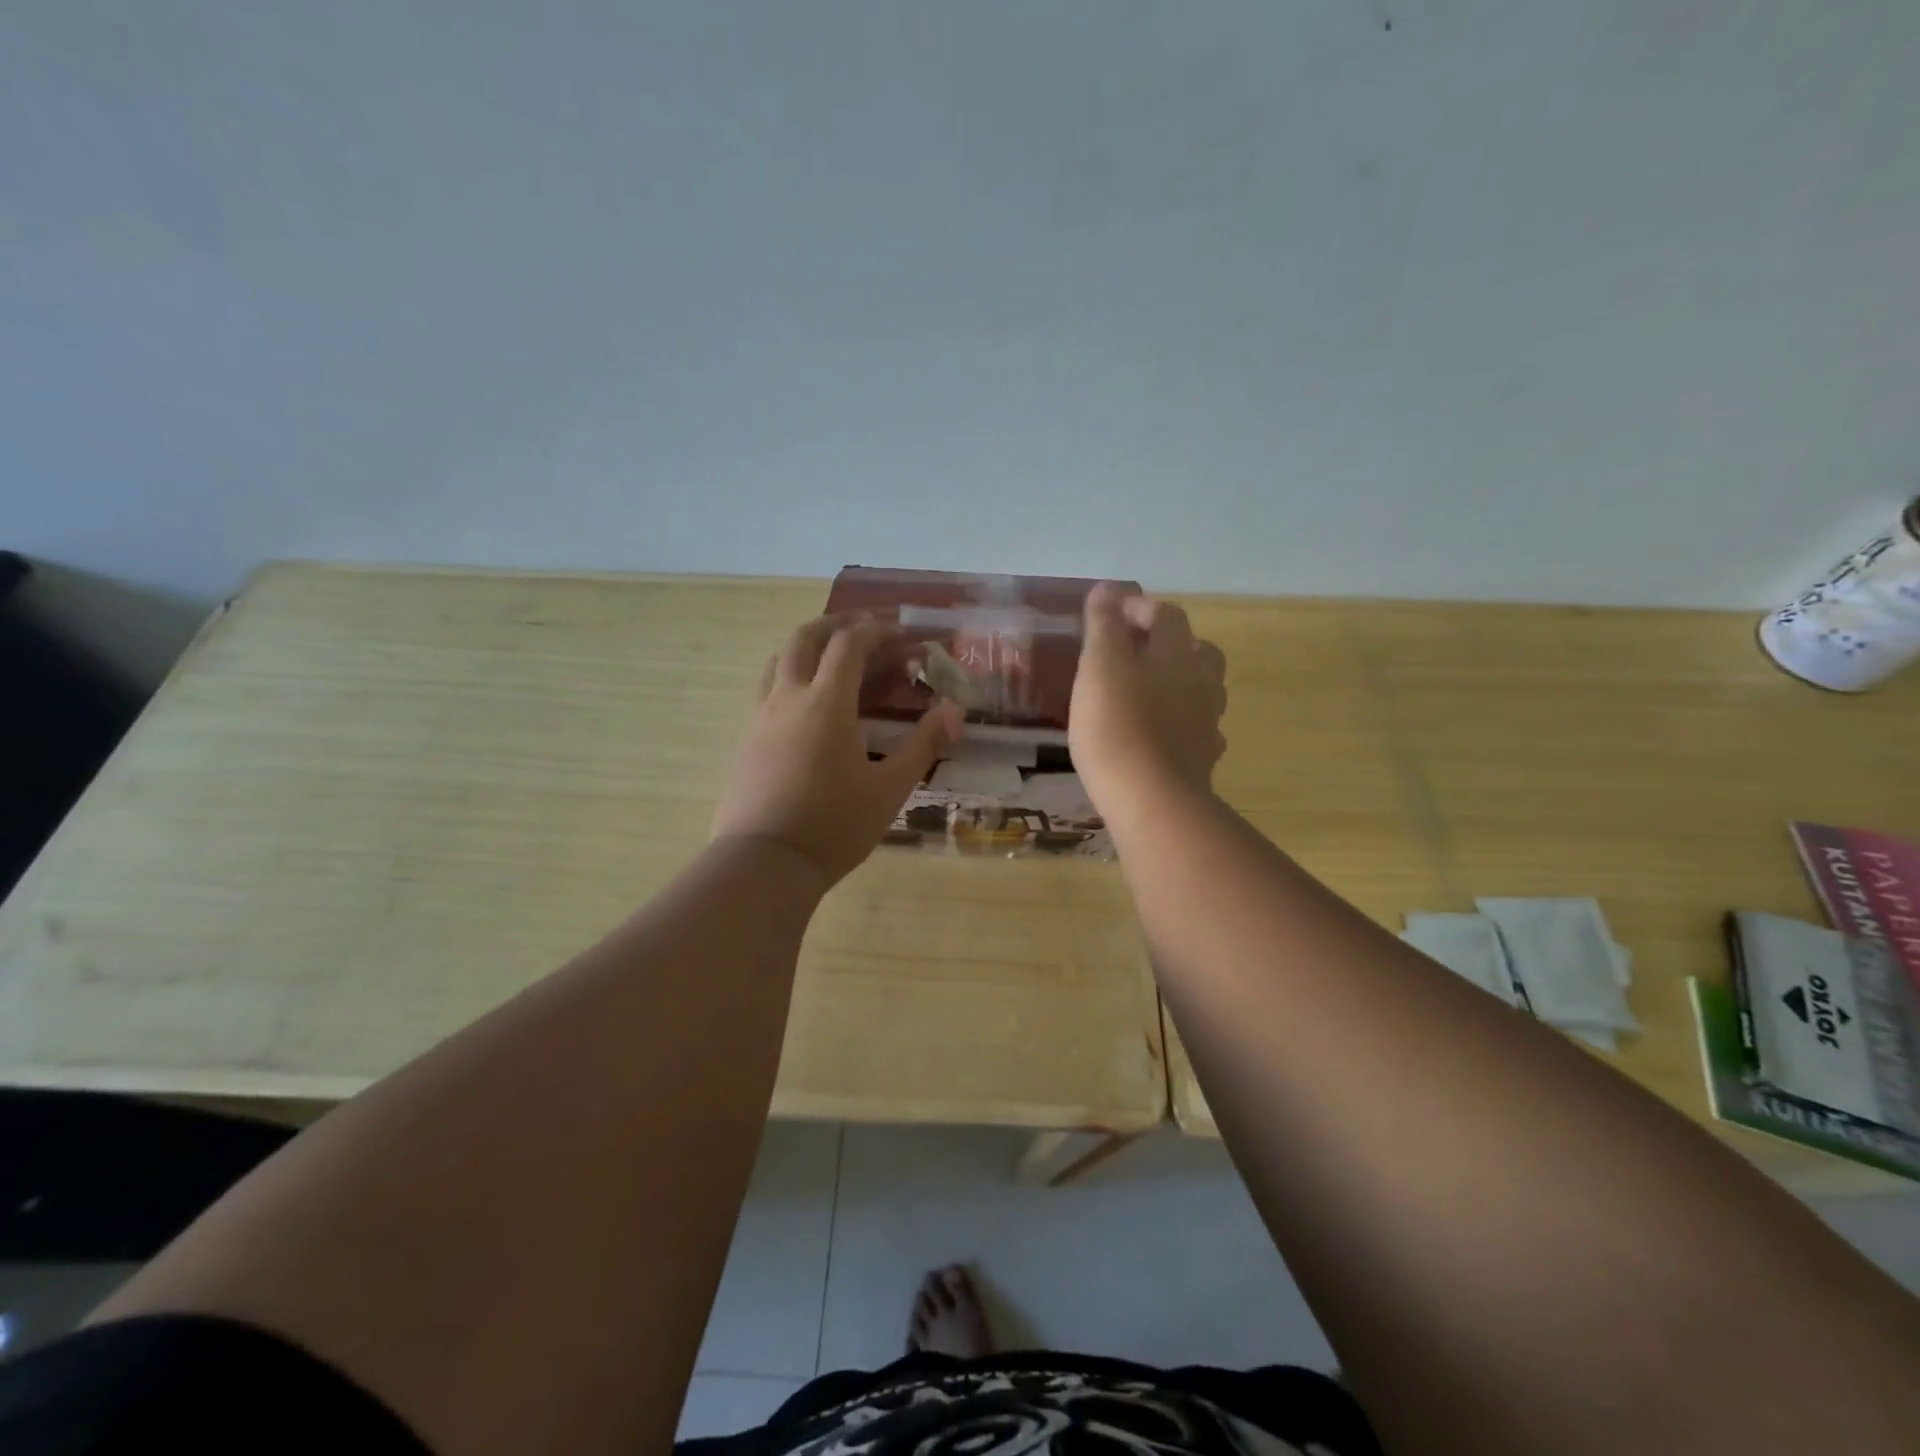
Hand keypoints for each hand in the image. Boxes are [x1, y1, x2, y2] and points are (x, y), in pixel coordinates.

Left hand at [712, 615, 961, 887]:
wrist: (764, 863)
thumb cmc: (834, 826)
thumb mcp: (890, 789)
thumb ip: (923, 745)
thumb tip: (955, 711)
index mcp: (826, 704)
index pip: (849, 644)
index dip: (876, 631)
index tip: (900, 636)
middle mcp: (788, 698)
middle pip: (805, 637)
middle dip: (837, 625)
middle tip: (864, 630)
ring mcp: (760, 717)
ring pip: (779, 659)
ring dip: (808, 646)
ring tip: (833, 660)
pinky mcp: (746, 739)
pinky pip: (767, 689)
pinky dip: (790, 676)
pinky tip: (807, 705)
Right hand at [1069, 584, 1226, 813]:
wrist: (1150, 799)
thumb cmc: (1116, 725)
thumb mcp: (1099, 666)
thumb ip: (1104, 625)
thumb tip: (1108, 588)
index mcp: (1176, 653)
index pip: (1166, 614)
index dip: (1139, 608)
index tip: (1108, 615)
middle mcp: (1201, 681)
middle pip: (1197, 649)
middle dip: (1169, 644)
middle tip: (1134, 654)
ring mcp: (1207, 721)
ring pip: (1203, 689)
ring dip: (1180, 682)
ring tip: (1148, 692)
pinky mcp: (1203, 757)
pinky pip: (1199, 728)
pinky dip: (1183, 722)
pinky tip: (1162, 734)